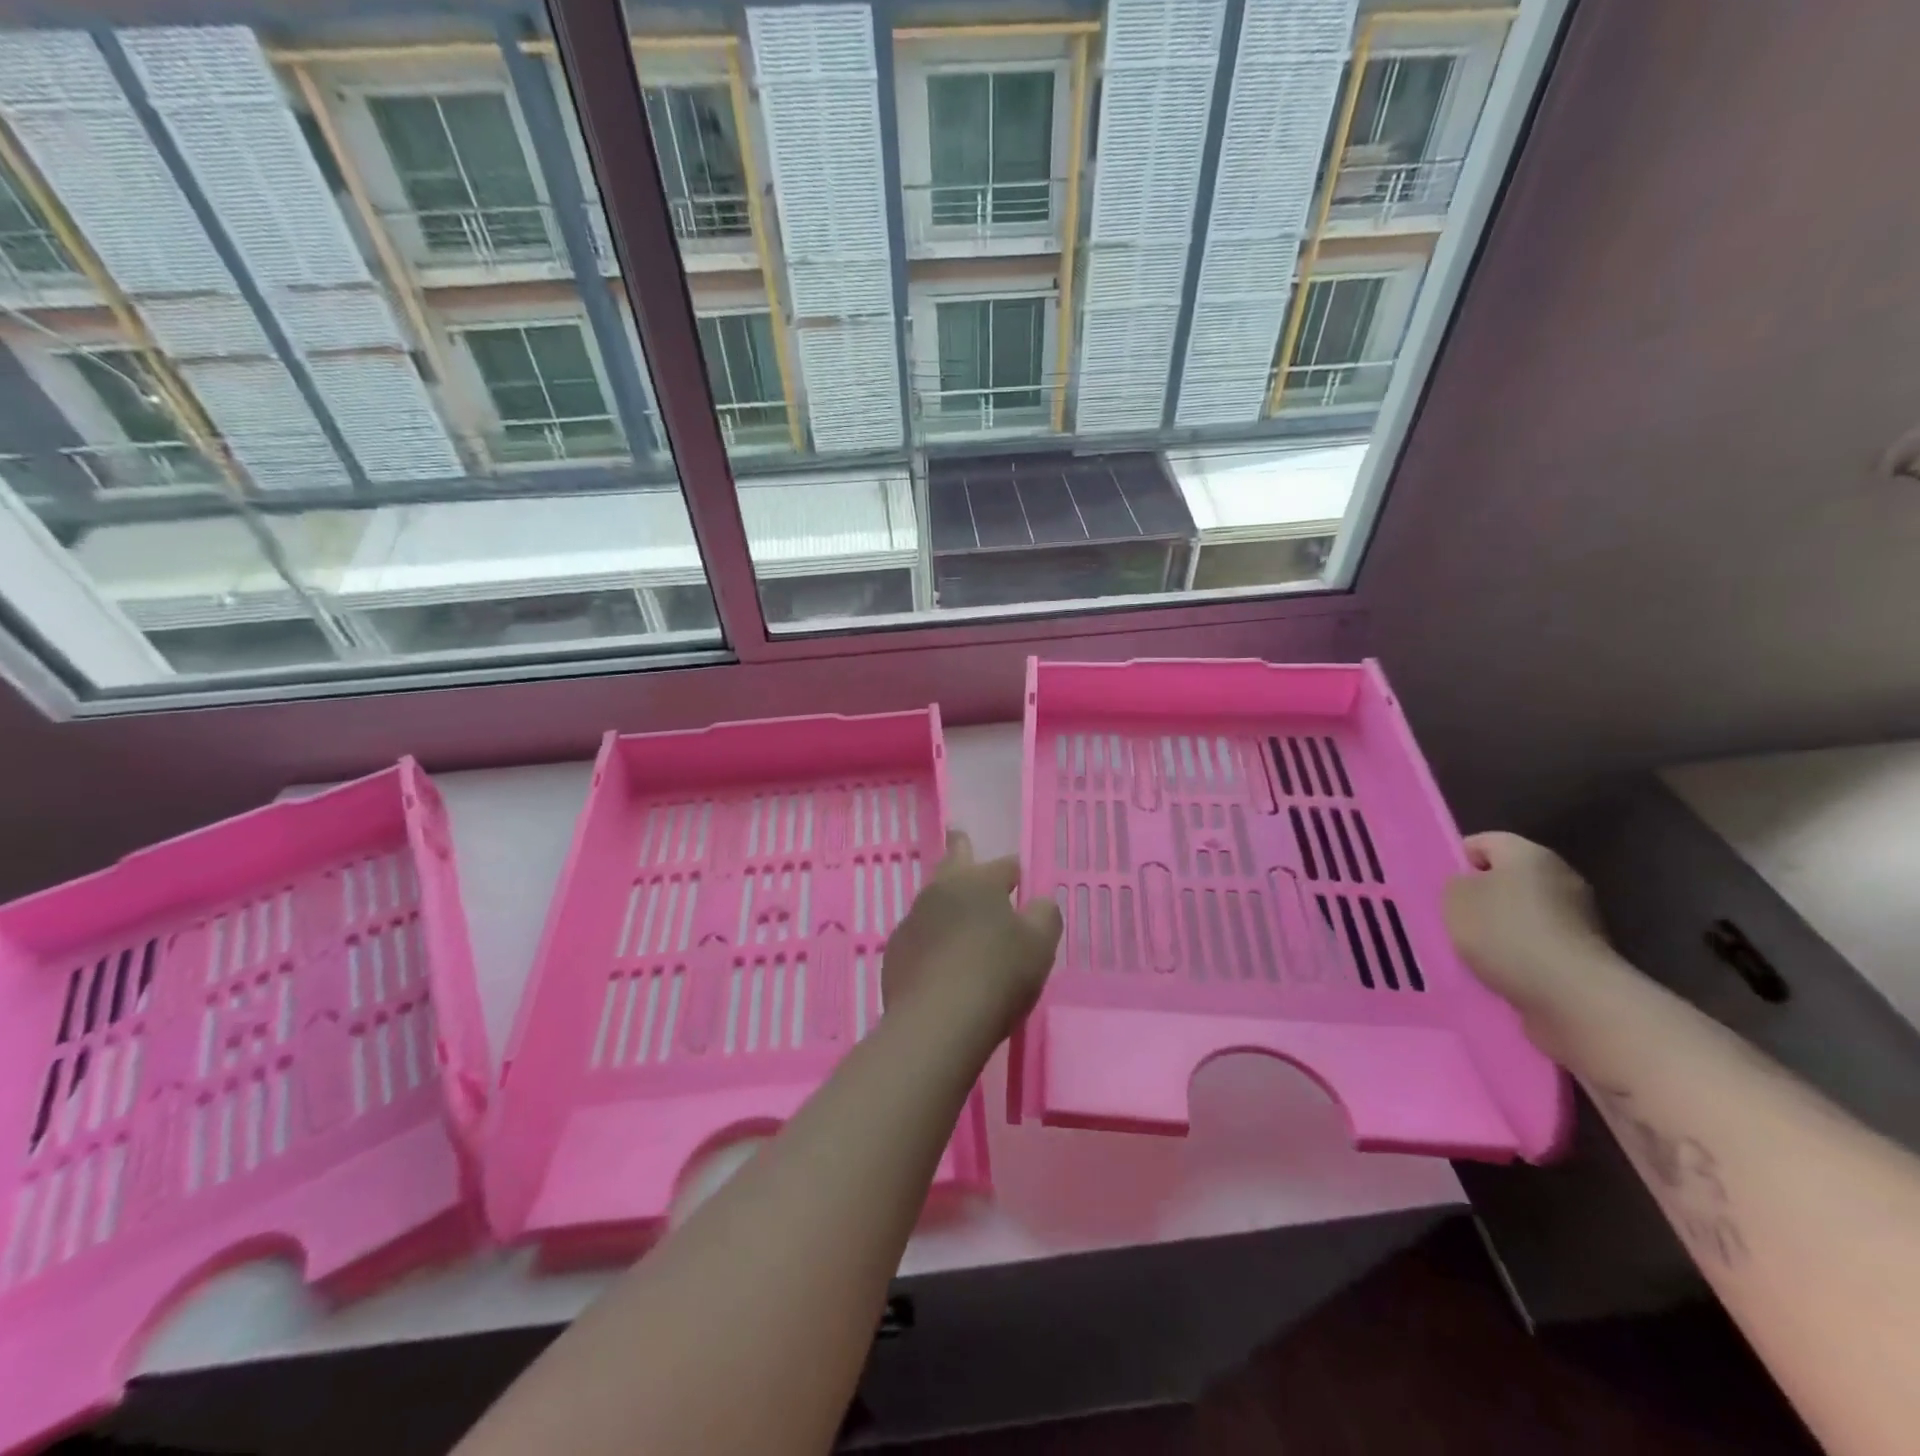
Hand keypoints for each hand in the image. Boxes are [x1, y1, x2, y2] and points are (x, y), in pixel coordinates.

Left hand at [882, 831, 1062, 1041]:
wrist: (937, 1021)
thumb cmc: (997, 975)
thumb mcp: (1039, 946)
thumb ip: (1044, 916)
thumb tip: (1039, 903)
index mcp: (979, 882)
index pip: (1004, 866)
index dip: (1015, 870)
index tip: (1019, 875)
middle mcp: (941, 891)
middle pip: (953, 863)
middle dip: (959, 850)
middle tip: (957, 835)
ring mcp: (913, 920)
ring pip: (933, 901)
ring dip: (946, 904)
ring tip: (956, 915)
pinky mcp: (895, 952)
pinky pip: (919, 937)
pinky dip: (931, 941)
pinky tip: (939, 961)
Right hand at [1445, 831, 1613, 1012]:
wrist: (1574, 998)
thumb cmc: (1506, 934)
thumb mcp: (1455, 899)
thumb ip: (1455, 884)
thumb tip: (1468, 886)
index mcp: (1529, 854)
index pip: (1483, 842)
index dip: (1456, 860)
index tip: (1437, 887)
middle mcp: (1559, 877)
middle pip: (1505, 879)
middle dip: (1477, 897)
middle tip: (1448, 918)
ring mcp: (1578, 918)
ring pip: (1520, 914)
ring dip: (1496, 930)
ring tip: (1469, 950)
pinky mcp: (1583, 954)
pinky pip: (1536, 945)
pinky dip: (1516, 956)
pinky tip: (1497, 972)